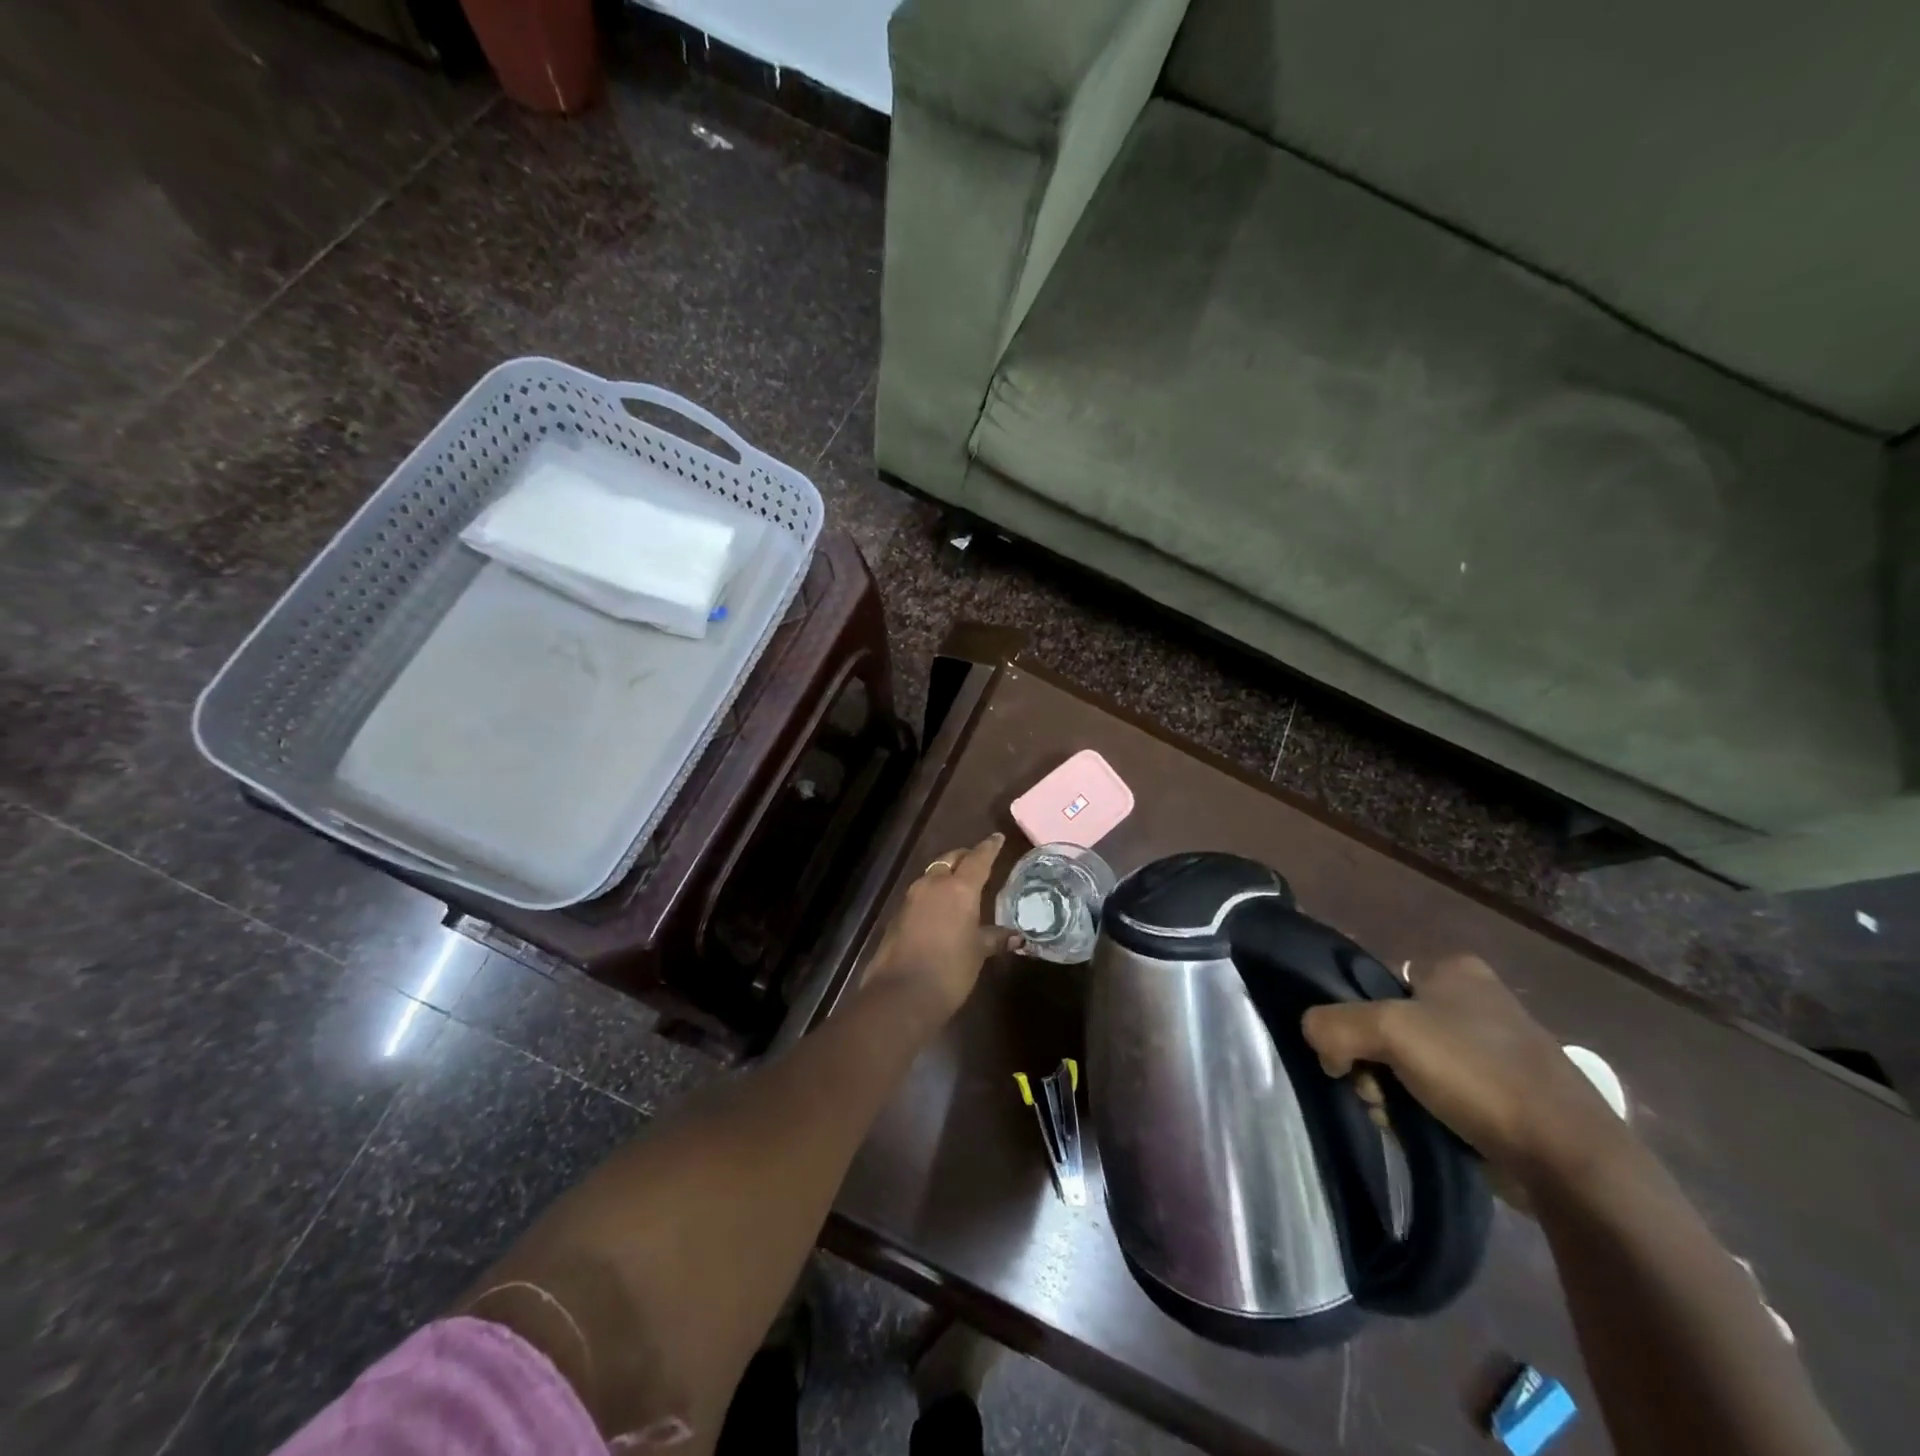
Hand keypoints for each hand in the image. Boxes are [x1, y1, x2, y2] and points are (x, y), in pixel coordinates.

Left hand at [862, 833, 1019, 1025]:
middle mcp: (933, 884)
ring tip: (962, 885)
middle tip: (979, 860)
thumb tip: (1017, 937)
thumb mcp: (978, 952)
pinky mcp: (898, 914)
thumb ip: (995, 938)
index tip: (997, 838)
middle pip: (950, 860)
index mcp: (959, 888)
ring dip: (947, 874)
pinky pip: (921, 894)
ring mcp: (911, 898)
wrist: (901, 994)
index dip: (989, 847)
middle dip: (965, 857)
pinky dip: (934, 894)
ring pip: (933, 875)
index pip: (978, 858)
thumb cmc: (949, 970)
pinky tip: (942, 909)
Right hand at [1301, 954, 1630, 1183]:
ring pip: (1410, 1064)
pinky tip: (1425, 1133)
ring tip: (1401, 1120)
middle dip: (1373, 1065)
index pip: (1377, 983)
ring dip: (1393, 1093)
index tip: (1355, 1054)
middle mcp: (1476, 1000)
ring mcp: (1495, 1049)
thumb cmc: (1477, 1074)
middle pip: (1389, 1027)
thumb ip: (1332, 1025)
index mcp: (1455, 969)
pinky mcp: (1508, 1095)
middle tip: (1377, 1093)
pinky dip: (1424, 1112)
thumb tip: (1316, 1041)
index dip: (1356, 1018)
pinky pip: (1441, 1094)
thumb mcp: (1388, 1031)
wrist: (1569, 1159)